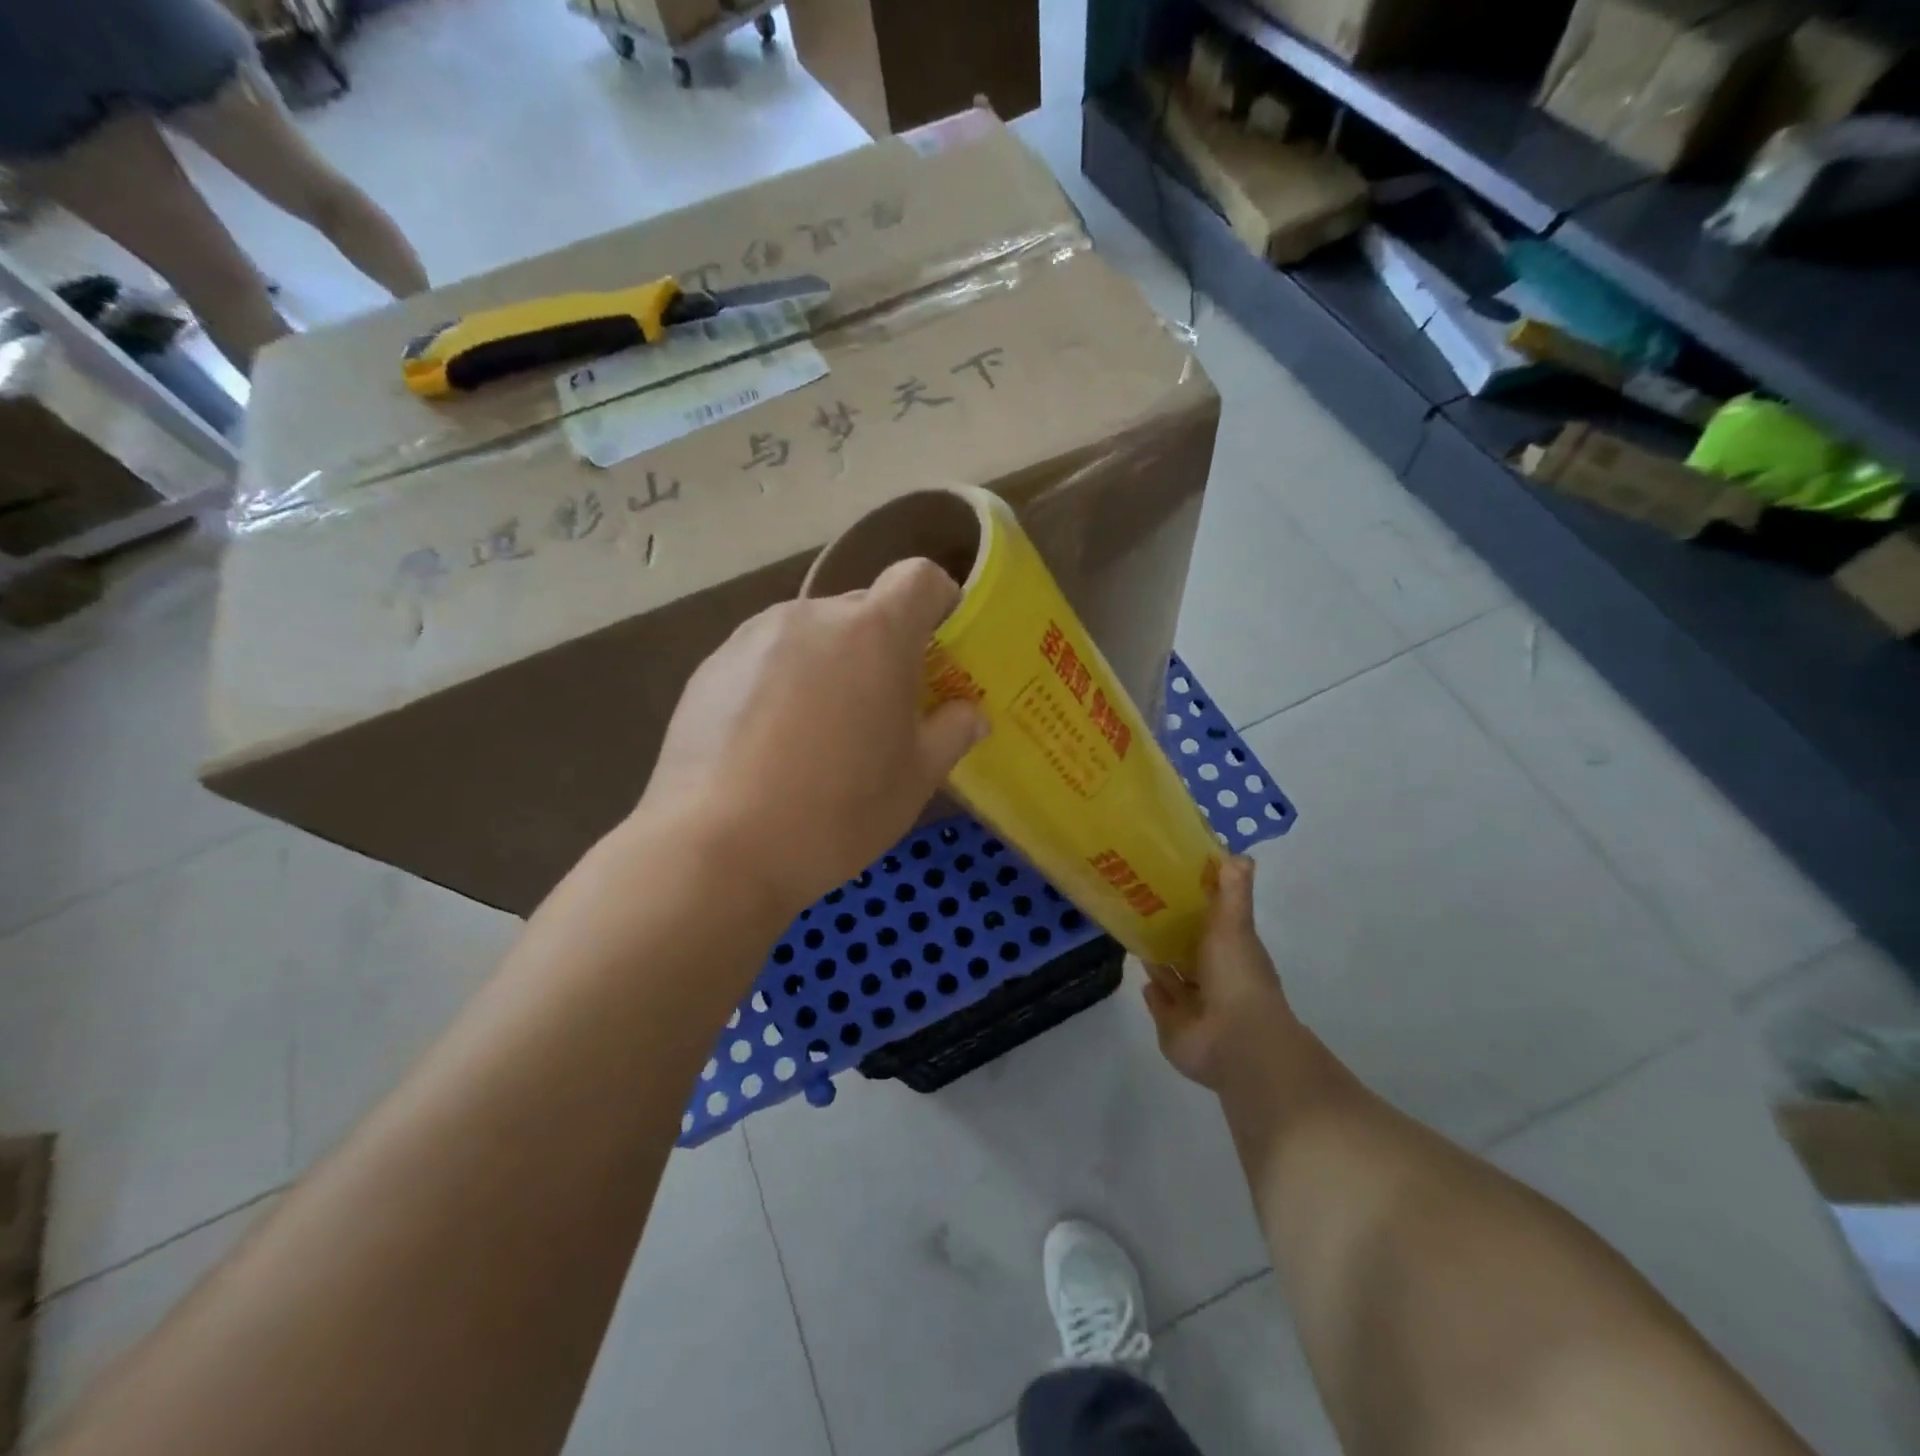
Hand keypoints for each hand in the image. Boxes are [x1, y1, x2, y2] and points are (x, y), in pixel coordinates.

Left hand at [639, 558, 988, 920]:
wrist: (716, 847)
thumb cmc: (837, 810)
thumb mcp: (916, 779)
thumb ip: (952, 732)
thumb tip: (969, 714)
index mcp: (875, 632)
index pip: (919, 578)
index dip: (939, 602)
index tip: (941, 646)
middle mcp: (812, 616)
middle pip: (864, 609)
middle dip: (884, 645)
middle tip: (883, 707)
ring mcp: (753, 637)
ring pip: (812, 635)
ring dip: (830, 663)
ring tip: (820, 732)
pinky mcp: (711, 666)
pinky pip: (766, 658)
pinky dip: (782, 683)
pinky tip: (769, 744)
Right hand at [1143, 857, 1299, 1091]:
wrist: (1234, 1040)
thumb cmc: (1236, 976)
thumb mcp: (1234, 924)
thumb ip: (1232, 891)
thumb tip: (1239, 853)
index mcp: (1233, 952)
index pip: (1213, 924)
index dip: (1195, 906)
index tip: (1171, 882)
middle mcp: (1215, 978)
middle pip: (1190, 952)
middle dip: (1173, 934)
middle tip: (1142, 906)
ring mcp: (1195, 1005)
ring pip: (1174, 978)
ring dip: (1160, 961)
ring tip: (1135, 934)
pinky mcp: (1173, 1026)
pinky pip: (1161, 1004)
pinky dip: (1153, 991)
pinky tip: (1141, 974)